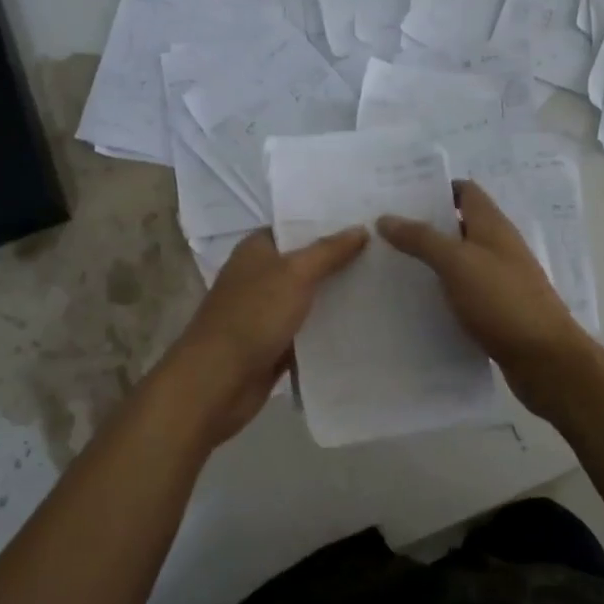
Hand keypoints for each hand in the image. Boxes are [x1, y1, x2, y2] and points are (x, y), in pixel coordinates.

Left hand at [164, 227, 368, 445]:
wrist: (217, 382)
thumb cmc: (252, 316)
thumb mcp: (295, 274)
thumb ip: (328, 251)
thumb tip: (361, 229)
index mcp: (256, 250)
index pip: (296, 227)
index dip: (328, 224)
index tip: (368, 221)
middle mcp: (259, 276)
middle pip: (306, 263)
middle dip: (340, 261)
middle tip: (386, 253)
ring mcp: (265, 312)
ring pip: (309, 298)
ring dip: (337, 296)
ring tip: (384, 286)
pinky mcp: (273, 344)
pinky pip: (307, 331)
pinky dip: (328, 329)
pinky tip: (363, 325)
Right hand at [378, 180, 588, 416]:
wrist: (545, 359)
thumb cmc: (502, 301)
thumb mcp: (457, 263)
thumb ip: (422, 239)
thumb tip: (386, 217)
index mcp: (493, 226)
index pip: (464, 191)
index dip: (434, 189)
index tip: (398, 196)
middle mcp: (498, 247)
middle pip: (459, 225)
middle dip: (424, 225)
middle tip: (382, 231)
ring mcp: (499, 280)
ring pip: (459, 260)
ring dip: (430, 261)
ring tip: (389, 266)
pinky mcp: (497, 310)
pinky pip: (463, 292)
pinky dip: (442, 292)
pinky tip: (415, 303)